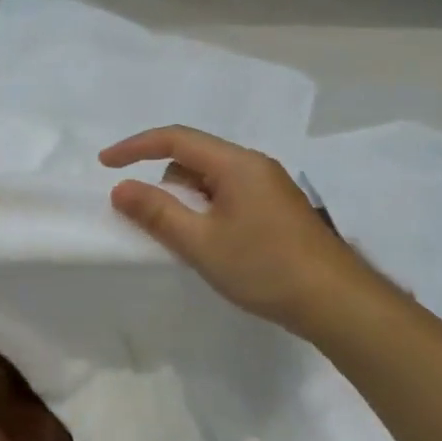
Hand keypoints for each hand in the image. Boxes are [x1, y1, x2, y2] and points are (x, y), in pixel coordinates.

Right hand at [101, 125, 366, 334]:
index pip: (175, 139)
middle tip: (151, 221)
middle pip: (194, 158)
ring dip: (187, 200)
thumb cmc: (264, 268)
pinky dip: (207, 211)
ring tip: (185, 240)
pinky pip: (228, 196)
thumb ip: (157, 213)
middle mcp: (254, 166)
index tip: (105, 164)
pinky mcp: (276, 209)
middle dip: (164, 181)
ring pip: (211, 180)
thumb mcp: (201, 243)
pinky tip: (211, 244)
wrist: (336, 301)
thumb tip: (120, 188)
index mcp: (236, 164)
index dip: (135, 147)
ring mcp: (269, 187)